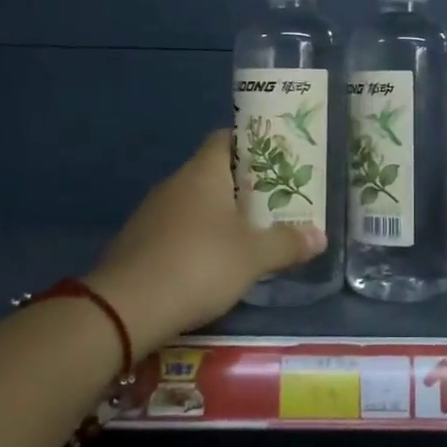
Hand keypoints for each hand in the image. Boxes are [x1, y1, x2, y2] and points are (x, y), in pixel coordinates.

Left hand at [86, 129, 325, 350]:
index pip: (225, 138)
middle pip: (211, 172)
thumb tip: (320, 236)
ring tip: (247, 233)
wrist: (126, 307)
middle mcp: (175, 183)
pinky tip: (210, 262)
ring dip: (217, 214)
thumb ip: (286, 243)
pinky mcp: (138, 241)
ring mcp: (151, 212)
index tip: (275, 160)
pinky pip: (175, 228)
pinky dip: (194, 238)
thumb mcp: (253, 257)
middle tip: (272, 201)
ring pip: (192, 202)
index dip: (251, 144)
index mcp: (203, 173)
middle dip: (241, 185)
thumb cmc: (199, 265)